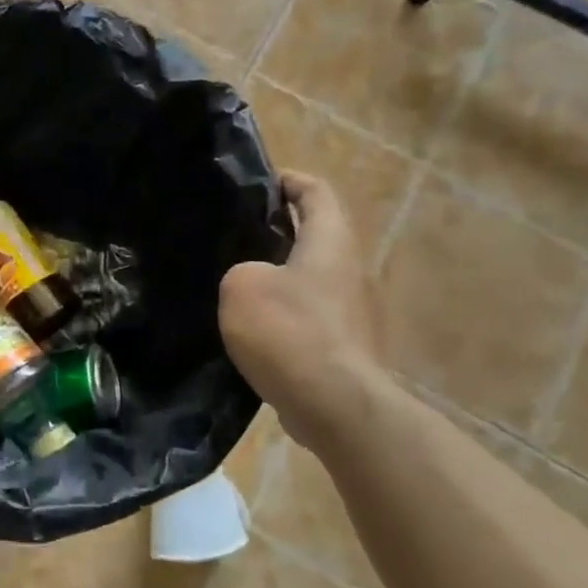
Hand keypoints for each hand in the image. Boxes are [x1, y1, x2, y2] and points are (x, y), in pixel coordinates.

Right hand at [219, 171, 381, 445]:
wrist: (335, 405)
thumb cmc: (289, 331)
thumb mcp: (241, 286)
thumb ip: (241, 269)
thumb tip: (254, 281)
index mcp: (330, 242)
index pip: (316, 192)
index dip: (289, 181)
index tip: (260, 183)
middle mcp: (350, 270)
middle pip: (316, 236)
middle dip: (278, 231)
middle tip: (234, 235)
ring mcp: (353, 312)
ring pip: (311, 279)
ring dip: (279, 276)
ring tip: (236, 282)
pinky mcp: (346, 347)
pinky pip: (311, 317)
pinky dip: (285, 314)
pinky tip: (253, 329)